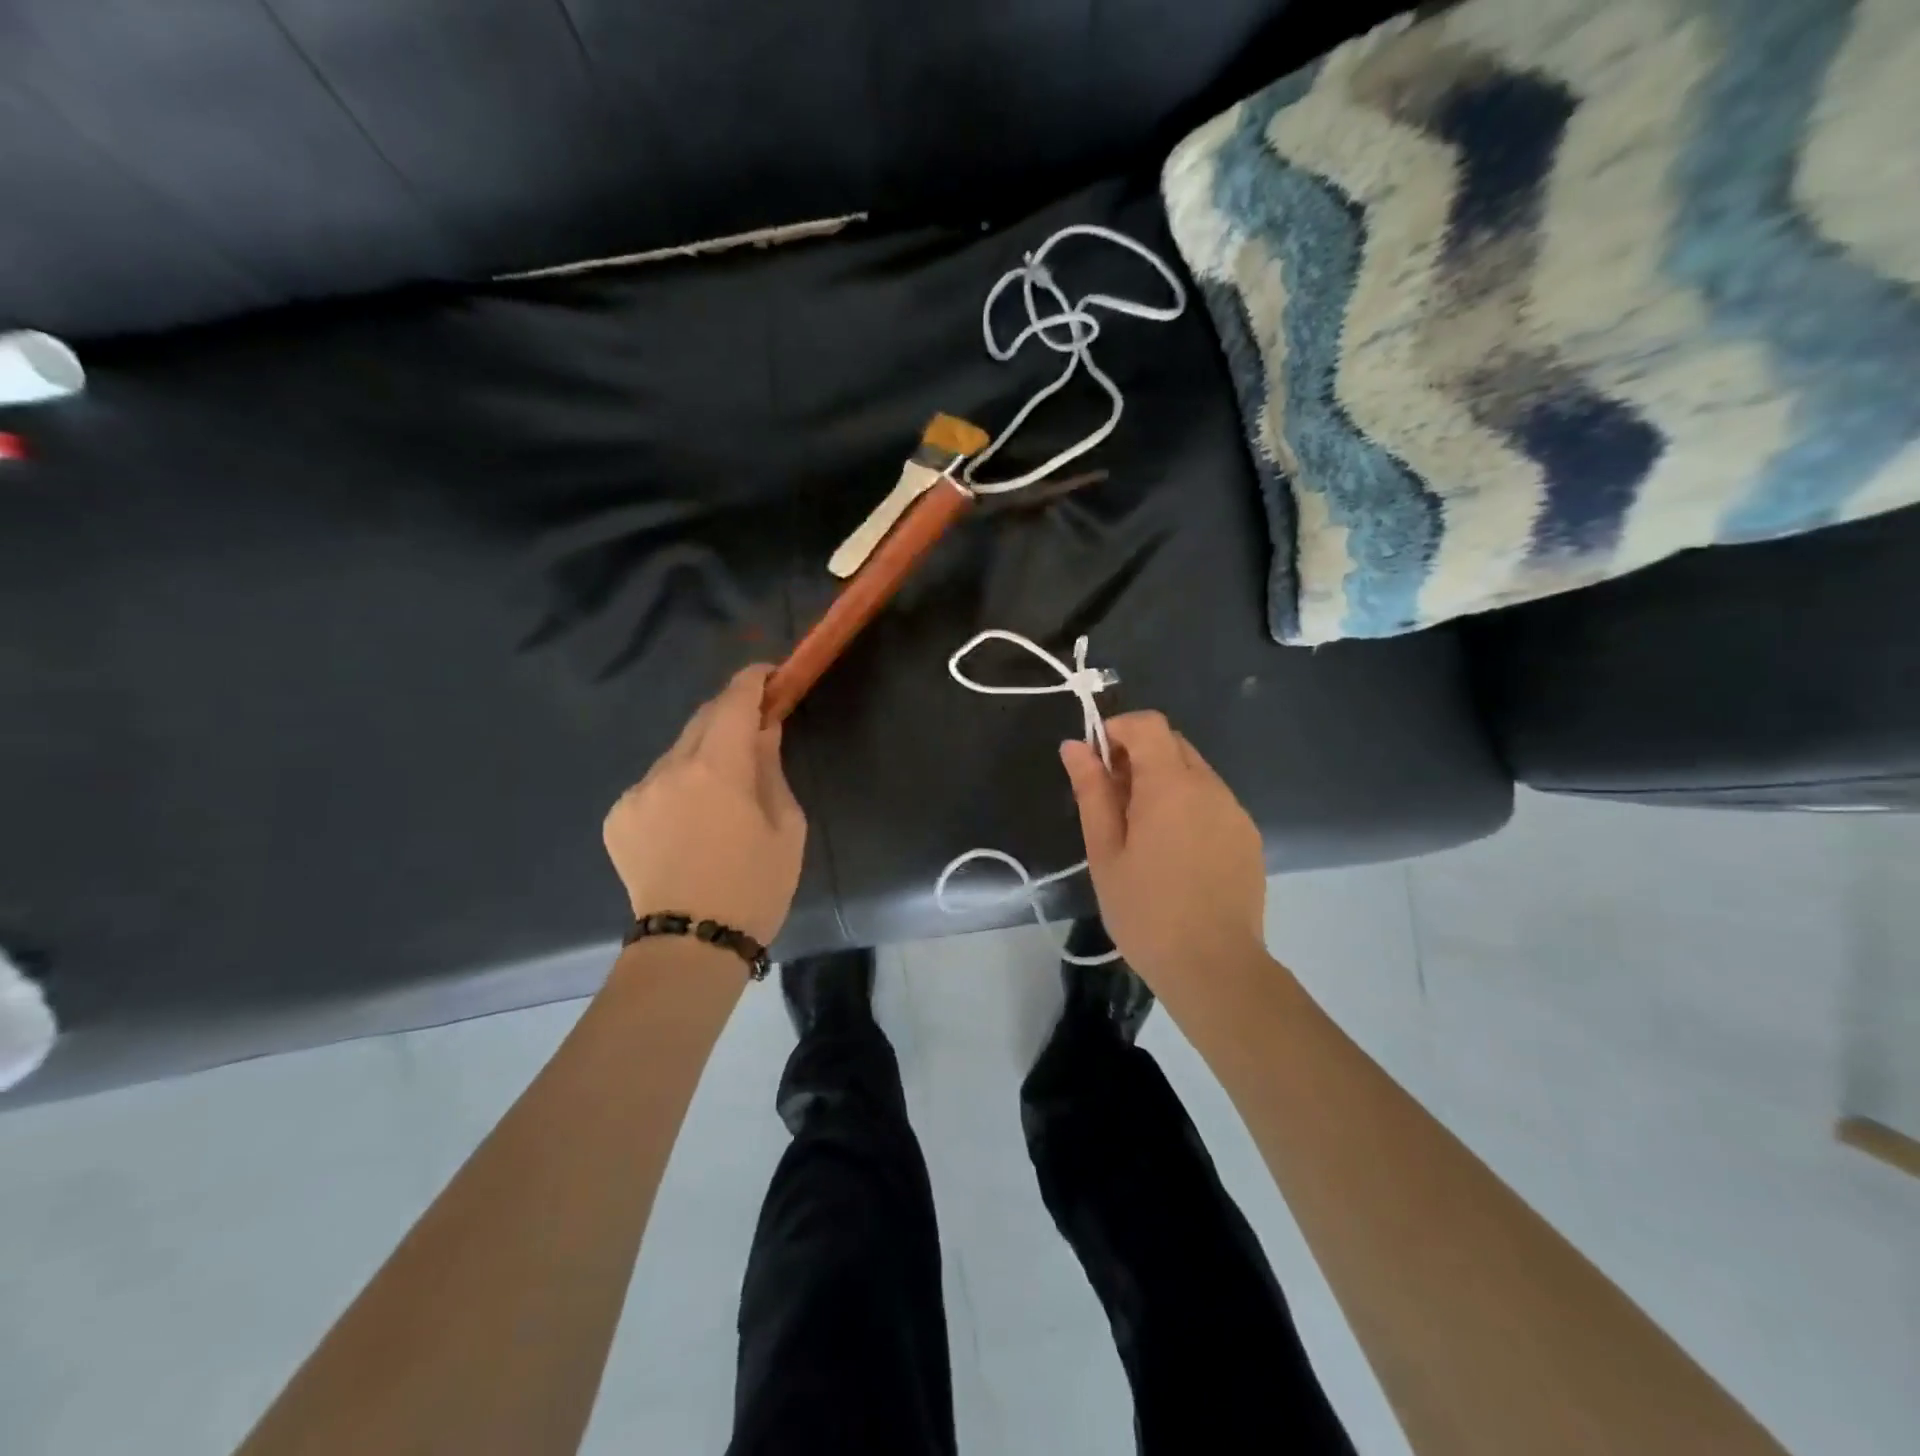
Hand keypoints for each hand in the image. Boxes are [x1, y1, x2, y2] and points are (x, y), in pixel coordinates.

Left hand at [603, 665, 806, 945]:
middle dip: (729, 715)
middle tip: (754, 731)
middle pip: (701, 718)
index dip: (752, 680)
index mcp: (717, 768)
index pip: (733, 700)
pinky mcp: (618, 816)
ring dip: (702, 755)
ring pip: (676, 752)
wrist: (691, 945)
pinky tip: (689, 822)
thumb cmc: (754, 886)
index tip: (769, 676)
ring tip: (721, 793)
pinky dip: (676, 787)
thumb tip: (763, 730)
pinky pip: (654, 783)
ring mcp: (636, 792)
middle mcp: (669, 768)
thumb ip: (771, 768)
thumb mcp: (786, 826)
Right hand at [1060, 711, 1266, 991]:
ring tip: (1141, 832)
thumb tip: (1075, 746)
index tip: (1096, 763)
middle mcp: (1210, 787)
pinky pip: (1213, 801)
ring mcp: (1235, 811)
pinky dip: (1187, 805)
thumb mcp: (1105, 851)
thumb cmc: (1145, 911)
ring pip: (1194, 773)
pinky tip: (1174, 851)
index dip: (1117, 730)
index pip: (1148, 724)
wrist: (1214, 967)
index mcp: (1171, 785)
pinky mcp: (1249, 836)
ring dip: (1163, 782)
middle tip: (1112, 800)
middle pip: (1172, 744)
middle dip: (1137, 756)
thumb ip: (1092, 791)